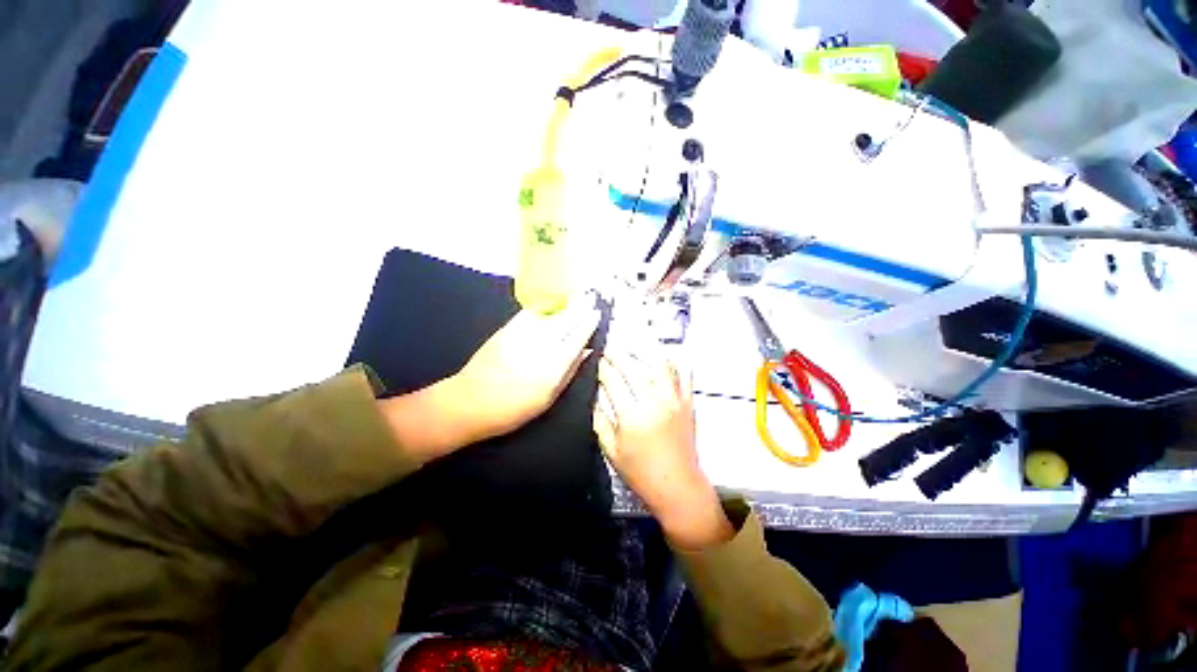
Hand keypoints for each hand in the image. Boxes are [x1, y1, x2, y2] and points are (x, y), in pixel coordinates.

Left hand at [446, 302, 600, 442]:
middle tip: (590, 296)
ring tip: (575, 299)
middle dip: (580, 307)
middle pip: (566, 321)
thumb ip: (569, 371)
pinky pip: (529, 315)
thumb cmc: (513, 409)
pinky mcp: (506, 330)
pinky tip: (547, 310)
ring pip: (549, 315)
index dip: (588, 323)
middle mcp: (541, 346)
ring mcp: (522, 336)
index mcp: (554, 366)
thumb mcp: (548, 398)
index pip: (577, 338)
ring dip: (564, 306)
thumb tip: (586, 351)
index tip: (597, 313)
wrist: (469, 403)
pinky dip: (541, 311)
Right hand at [594, 343, 732, 548]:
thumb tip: (594, 396)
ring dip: (644, 351)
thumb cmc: (641, 473)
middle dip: (618, 355)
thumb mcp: (611, 451)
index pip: (613, 381)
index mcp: (632, 417)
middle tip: (609, 350)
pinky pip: (684, 374)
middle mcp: (654, 403)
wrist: (678, 487)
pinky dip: (675, 361)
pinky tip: (664, 355)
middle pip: (634, 368)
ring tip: (633, 347)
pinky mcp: (688, 403)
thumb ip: (599, 421)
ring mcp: (675, 401)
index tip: (596, 360)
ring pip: (660, 364)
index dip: (602, 367)